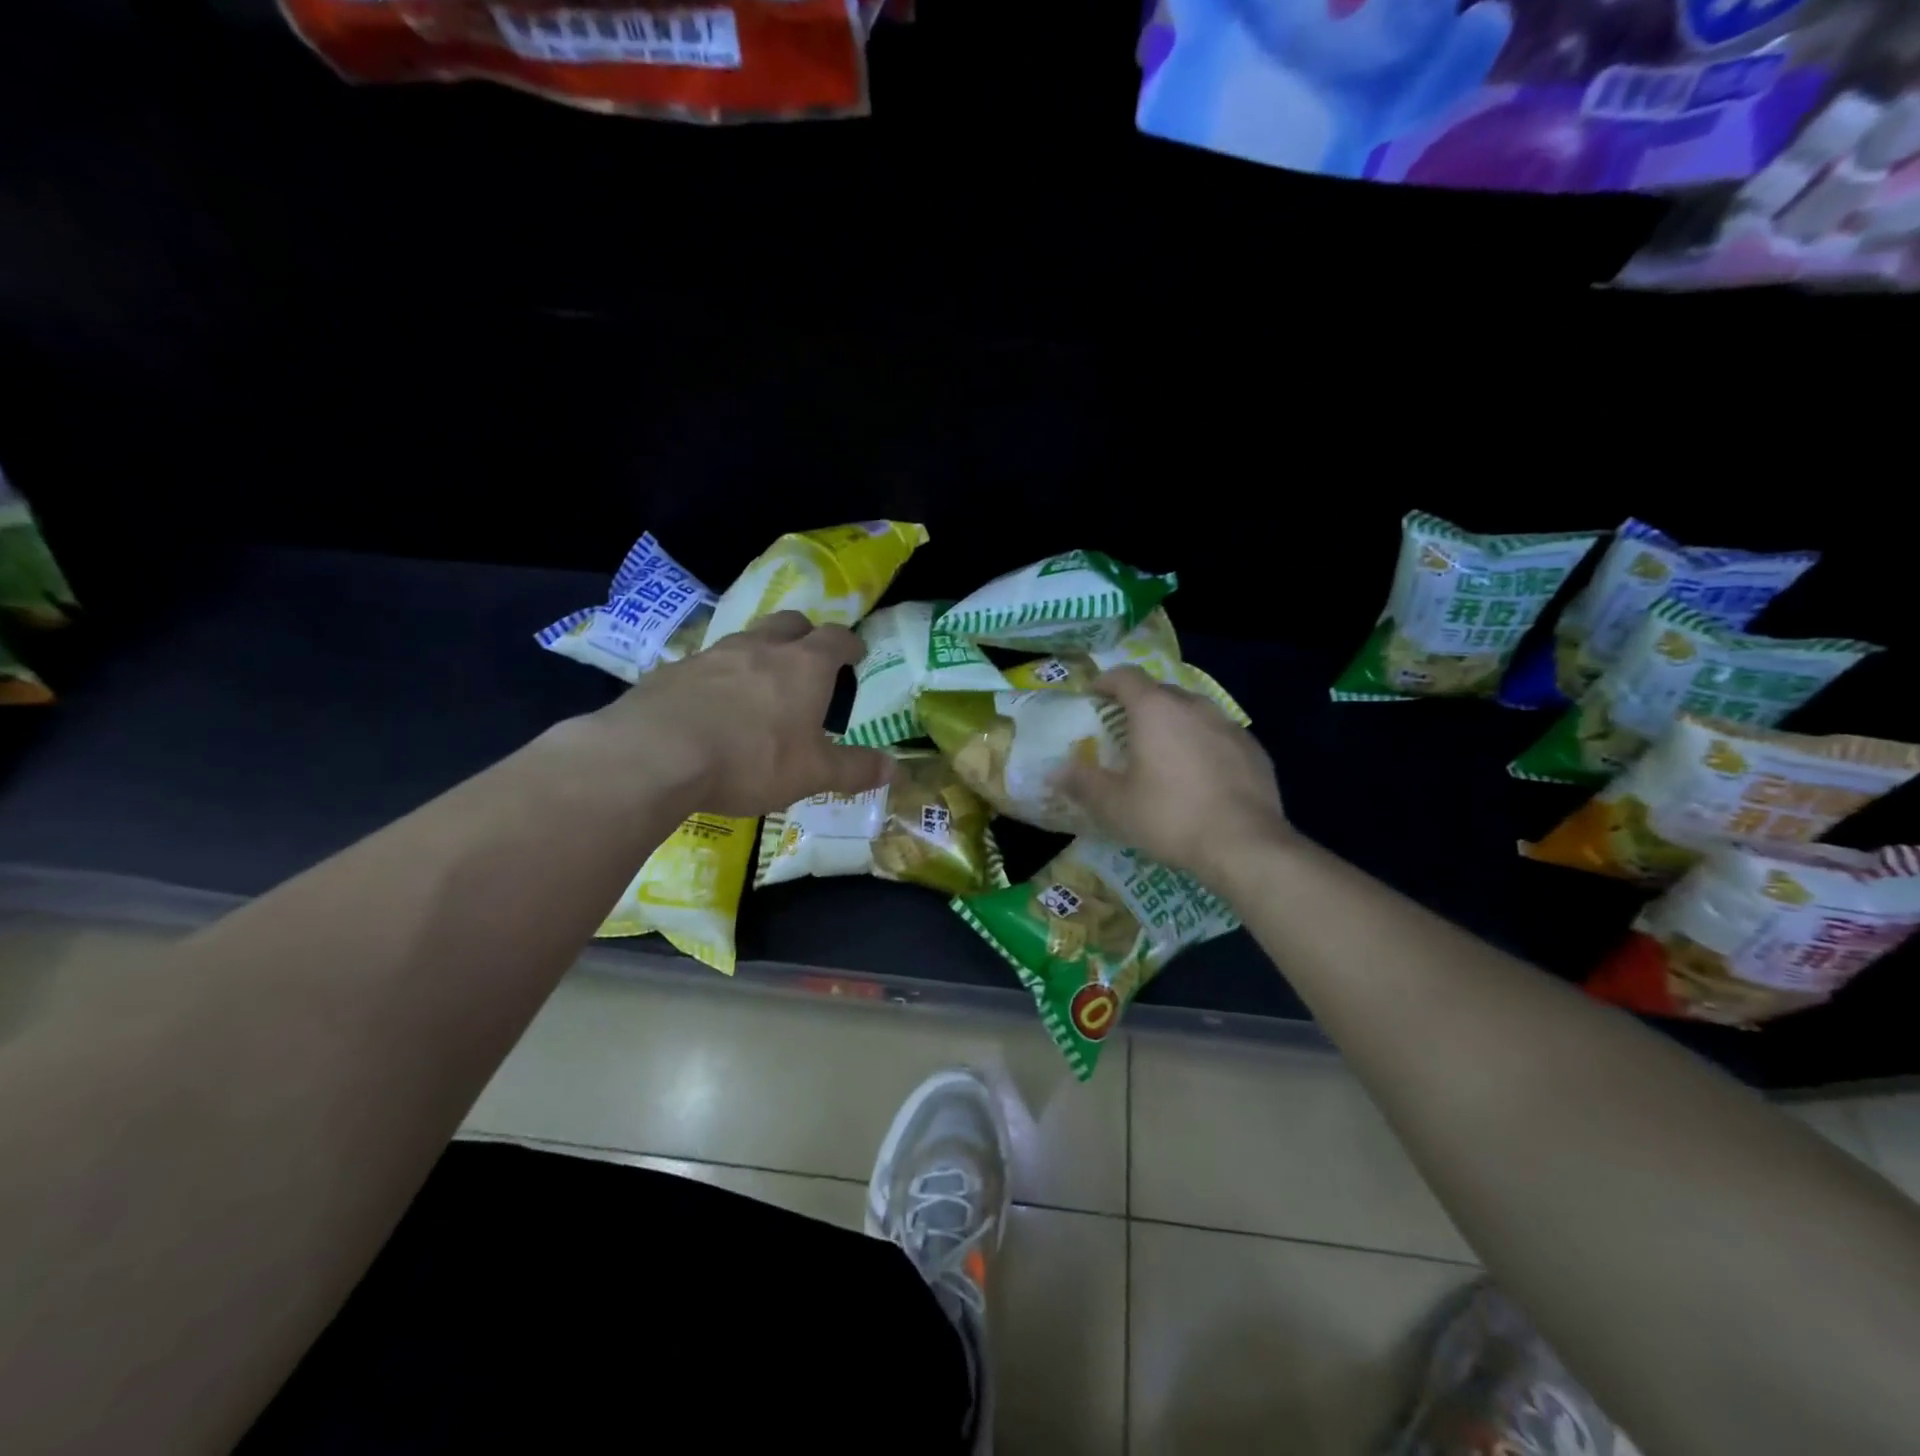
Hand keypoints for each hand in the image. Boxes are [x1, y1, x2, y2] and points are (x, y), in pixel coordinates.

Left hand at [588, 612, 892, 817]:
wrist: (655, 755)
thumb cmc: (751, 759)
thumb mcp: (812, 773)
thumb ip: (854, 769)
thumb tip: (895, 769)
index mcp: (804, 666)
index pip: (836, 638)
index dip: (850, 644)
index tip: (856, 653)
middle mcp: (761, 648)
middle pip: (790, 623)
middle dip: (806, 635)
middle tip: (810, 660)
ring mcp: (714, 654)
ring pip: (747, 639)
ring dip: (761, 653)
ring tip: (761, 685)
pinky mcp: (674, 670)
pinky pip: (708, 664)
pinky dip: (720, 677)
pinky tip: (713, 707)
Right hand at [1051, 667, 1291, 886]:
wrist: (1244, 844)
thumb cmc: (1170, 816)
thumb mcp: (1115, 806)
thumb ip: (1082, 783)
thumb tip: (1055, 772)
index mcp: (1155, 709)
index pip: (1125, 676)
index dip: (1106, 682)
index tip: (1094, 695)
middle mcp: (1194, 706)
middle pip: (1160, 691)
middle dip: (1139, 704)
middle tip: (1124, 731)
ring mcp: (1229, 725)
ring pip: (1193, 712)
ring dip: (1174, 724)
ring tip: (1163, 752)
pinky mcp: (1253, 749)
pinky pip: (1218, 735)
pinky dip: (1203, 744)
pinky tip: (1200, 775)